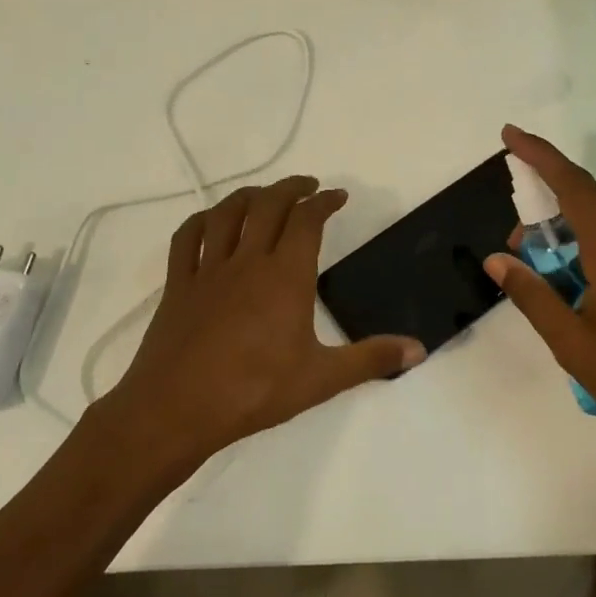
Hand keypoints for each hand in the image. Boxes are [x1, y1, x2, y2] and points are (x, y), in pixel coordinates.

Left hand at [96, 176, 424, 467]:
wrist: (177, 410)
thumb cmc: (254, 392)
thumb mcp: (321, 379)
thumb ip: (371, 359)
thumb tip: (419, 349)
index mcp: (285, 276)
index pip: (307, 221)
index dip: (324, 201)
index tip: (338, 196)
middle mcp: (247, 261)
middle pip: (268, 205)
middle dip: (291, 188)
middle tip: (308, 186)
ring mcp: (208, 270)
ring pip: (227, 214)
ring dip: (249, 195)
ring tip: (265, 195)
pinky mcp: (177, 285)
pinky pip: (186, 238)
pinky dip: (202, 220)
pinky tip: (211, 221)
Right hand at [485, 125, 595, 448]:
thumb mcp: (570, 342)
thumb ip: (532, 296)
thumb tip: (498, 260)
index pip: (574, 186)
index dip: (540, 155)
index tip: (511, 136)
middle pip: (588, 211)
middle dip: (547, 217)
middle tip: (516, 250)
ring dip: (571, 246)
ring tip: (548, 285)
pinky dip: (595, 262)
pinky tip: (587, 304)